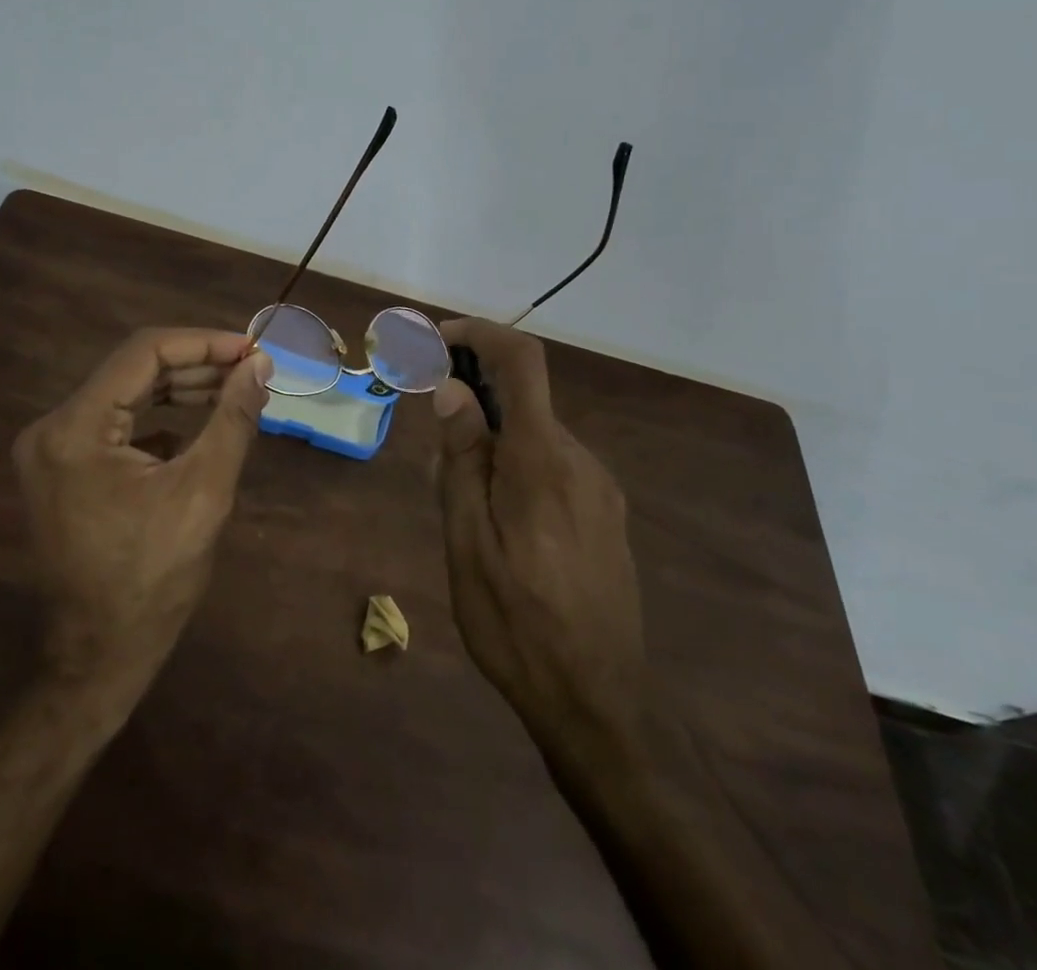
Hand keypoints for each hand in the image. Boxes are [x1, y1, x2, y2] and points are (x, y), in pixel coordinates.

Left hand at [12, 327, 273, 692]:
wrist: (99, 656)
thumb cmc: (153, 579)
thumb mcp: (204, 492)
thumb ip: (233, 418)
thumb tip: (261, 364)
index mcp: (75, 428)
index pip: (143, 353)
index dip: (203, 343)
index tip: (251, 348)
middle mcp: (52, 427)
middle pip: (132, 370)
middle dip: (196, 365)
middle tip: (250, 368)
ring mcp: (52, 448)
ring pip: (125, 393)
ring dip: (180, 388)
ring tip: (233, 389)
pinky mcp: (64, 467)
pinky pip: (116, 422)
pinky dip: (158, 417)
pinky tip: (198, 426)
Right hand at [431, 318, 647, 764]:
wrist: (600, 701)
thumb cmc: (516, 624)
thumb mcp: (468, 542)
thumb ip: (463, 459)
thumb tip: (454, 389)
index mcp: (541, 460)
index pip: (521, 361)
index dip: (479, 333)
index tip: (436, 342)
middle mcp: (578, 458)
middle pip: (523, 397)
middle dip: (472, 399)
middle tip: (431, 446)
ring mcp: (598, 485)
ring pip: (534, 434)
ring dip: (491, 439)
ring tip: (457, 497)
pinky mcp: (605, 510)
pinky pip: (552, 464)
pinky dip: (515, 463)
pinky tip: (496, 519)